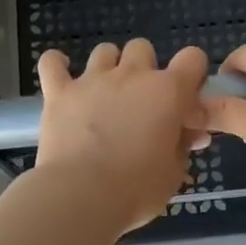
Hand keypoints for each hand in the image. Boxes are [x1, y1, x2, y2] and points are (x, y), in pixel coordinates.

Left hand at [36, 39, 210, 231]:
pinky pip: (52, 63)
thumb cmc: (137, 189)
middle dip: (145, 69)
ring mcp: (92, 80)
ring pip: (104, 51)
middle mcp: (132, 75)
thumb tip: (190, 134)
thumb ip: (182, 146)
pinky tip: (61, 74)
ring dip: (109, 66)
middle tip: (141, 102)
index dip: (192, 74)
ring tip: (106, 93)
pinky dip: (57, 64)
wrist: (82, 195)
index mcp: (168, 92)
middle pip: (143, 48)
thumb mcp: (173, 173)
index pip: (193, 58)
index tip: (185, 98)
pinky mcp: (59, 92)